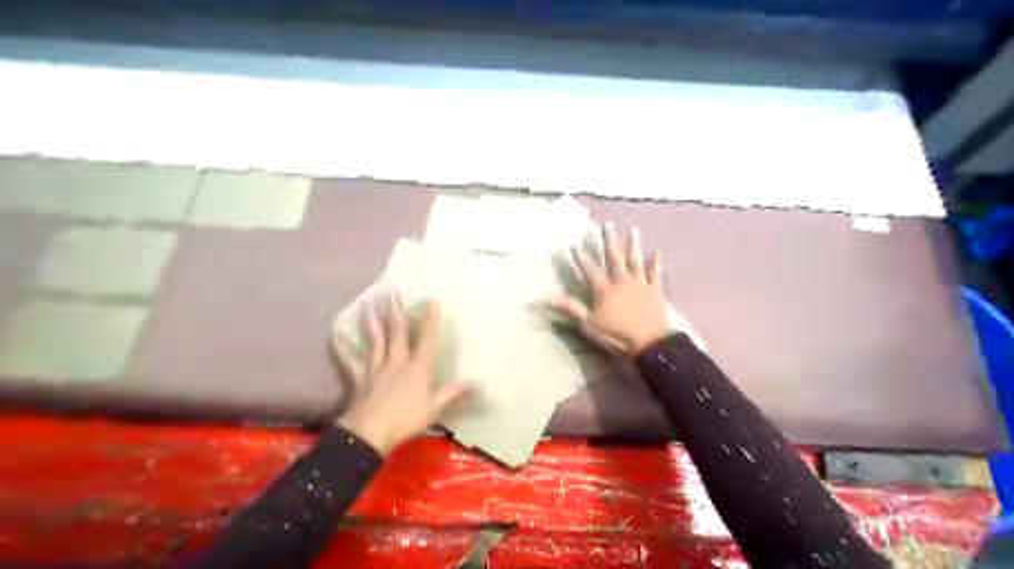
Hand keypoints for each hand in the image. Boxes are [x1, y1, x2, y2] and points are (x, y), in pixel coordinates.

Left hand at [336, 290, 471, 456]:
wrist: (369, 434)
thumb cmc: (405, 420)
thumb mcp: (435, 408)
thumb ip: (454, 393)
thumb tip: (478, 384)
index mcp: (417, 367)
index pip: (427, 339)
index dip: (430, 320)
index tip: (431, 300)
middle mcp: (397, 361)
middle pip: (397, 333)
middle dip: (396, 312)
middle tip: (391, 292)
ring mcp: (376, 368)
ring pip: (375, 341)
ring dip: (372, 323)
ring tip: (368, 306)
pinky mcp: (360, 378)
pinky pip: (350, 360)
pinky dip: (343, 349)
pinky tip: (335, 336)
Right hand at [550, 220, 671, 355]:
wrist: (650, 343)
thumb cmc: (617, 335)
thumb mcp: (589, 325)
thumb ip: (571, 309)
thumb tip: (548, 299)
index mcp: (604, 289)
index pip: (589, 269)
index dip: (581, 258)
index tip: (574, 245)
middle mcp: (621, 281)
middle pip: (614, 257)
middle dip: (609, 240)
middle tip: (606, 224)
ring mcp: (640, 284)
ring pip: (636, 260)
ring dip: (634, 244)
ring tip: (633, 229)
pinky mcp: (654, 291)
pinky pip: (655, 274)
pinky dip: (656, 264)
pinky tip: (657, 253)